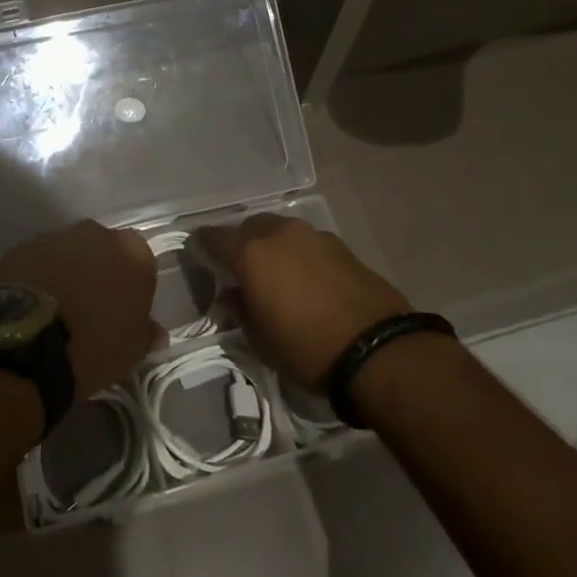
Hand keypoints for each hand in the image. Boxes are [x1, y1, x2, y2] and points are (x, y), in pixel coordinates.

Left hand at [0, 221, 160, 398]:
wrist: (25, 342)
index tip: (124, 308)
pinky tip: (33, 303)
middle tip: (91, 305)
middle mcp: (96, 234)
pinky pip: (38, 261)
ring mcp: (56, 237)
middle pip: (103, 249)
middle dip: (99, 270)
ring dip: (67, 271)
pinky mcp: (21, 247)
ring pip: (69, 252)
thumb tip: (155, 332)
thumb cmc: (93, 346)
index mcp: (133, 253)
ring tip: (57, 306)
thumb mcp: (131, 351)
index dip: (132, 284)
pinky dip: (39, 276)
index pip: (141, 261)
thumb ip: (146, 333)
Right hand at [195, 215, 407, 390]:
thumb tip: (231, 295)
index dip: (202, 246)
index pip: (213, 237)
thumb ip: (240, 310)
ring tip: (275, 273)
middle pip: (250, 227)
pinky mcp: (342, 246)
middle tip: (239, 268)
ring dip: (272, 246)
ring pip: (281, 231)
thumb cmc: (306, 348)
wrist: (378, 349)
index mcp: (251, 253)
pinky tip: (305, 278)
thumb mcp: (260, 339)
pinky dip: (299, 254)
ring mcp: (314, 236)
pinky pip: (307, 243)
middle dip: (241, 242)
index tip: (198, 255)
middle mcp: (279, 234)